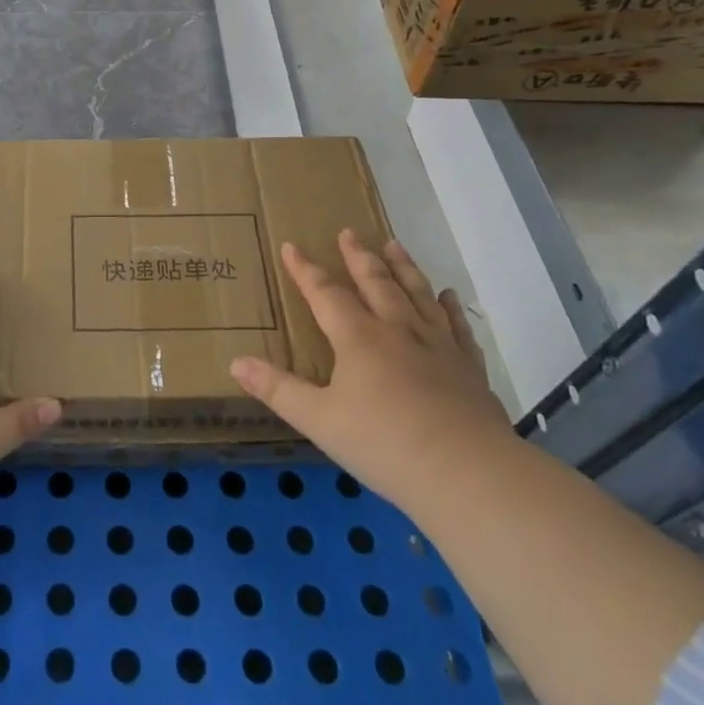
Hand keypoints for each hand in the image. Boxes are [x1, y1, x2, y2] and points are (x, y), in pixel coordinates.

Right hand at [230, 231, 510, 504]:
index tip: (291, 246)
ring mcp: (438, 346)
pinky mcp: (468, 368)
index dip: (305, 270)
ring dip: (403, 267)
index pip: (325, 294)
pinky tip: (448, 296)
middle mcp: (398, 330)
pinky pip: (456, 327)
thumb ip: (277, 389)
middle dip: (358, 257)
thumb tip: (235, 362)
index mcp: (358, 338)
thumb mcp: (317, 420)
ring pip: (417, 294)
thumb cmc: (383, 443)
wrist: (467, 472)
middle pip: (376, 283)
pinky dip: (450, 308)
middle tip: (349, 232)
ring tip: (394, 245)